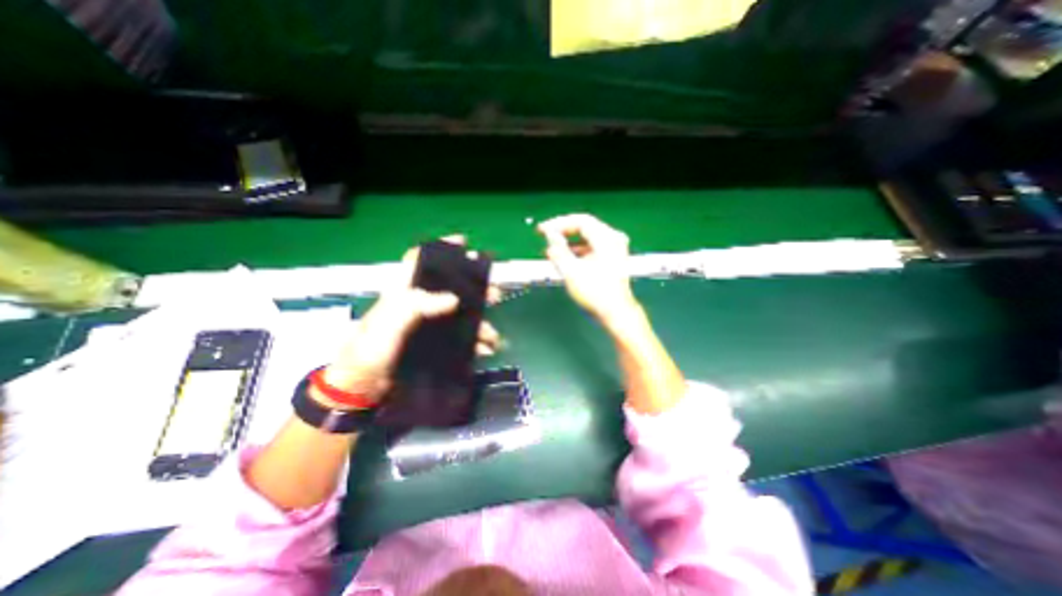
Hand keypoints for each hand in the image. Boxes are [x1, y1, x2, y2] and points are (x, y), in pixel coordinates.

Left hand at [321, 236, 499, 406]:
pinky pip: (462, 339)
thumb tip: (453, 299)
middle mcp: (419, 305)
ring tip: (492, 336)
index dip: (441, 248)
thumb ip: (415, 306)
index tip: (464, 243)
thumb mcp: (387, 324)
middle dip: (476, 289)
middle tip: (494, 294)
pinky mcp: (436, 345)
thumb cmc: (369, 351)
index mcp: (404, 293)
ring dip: (481, 323)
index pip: (420, 261)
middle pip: (451, 288)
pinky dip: (476, 344)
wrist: (362, 389)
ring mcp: (429, 326)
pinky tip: (484, 350)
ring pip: (461, 316)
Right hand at [540, 214, 637, 325]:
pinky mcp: (613, 259)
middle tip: (545, 236)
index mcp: (606, 238)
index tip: (542, 230)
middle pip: (584, 227)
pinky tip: (565, 258)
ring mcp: (615, 249)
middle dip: (563, 231)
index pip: (580, 221)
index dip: (558, 223)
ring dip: (569, 242)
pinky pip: (592, 247)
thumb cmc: (594, 293)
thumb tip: (550, 236)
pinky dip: (578, 250)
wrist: (615, 312)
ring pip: (587, 238)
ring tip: (552, 250)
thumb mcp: (571, 271)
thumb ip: (558, 250)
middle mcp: (613, 239)